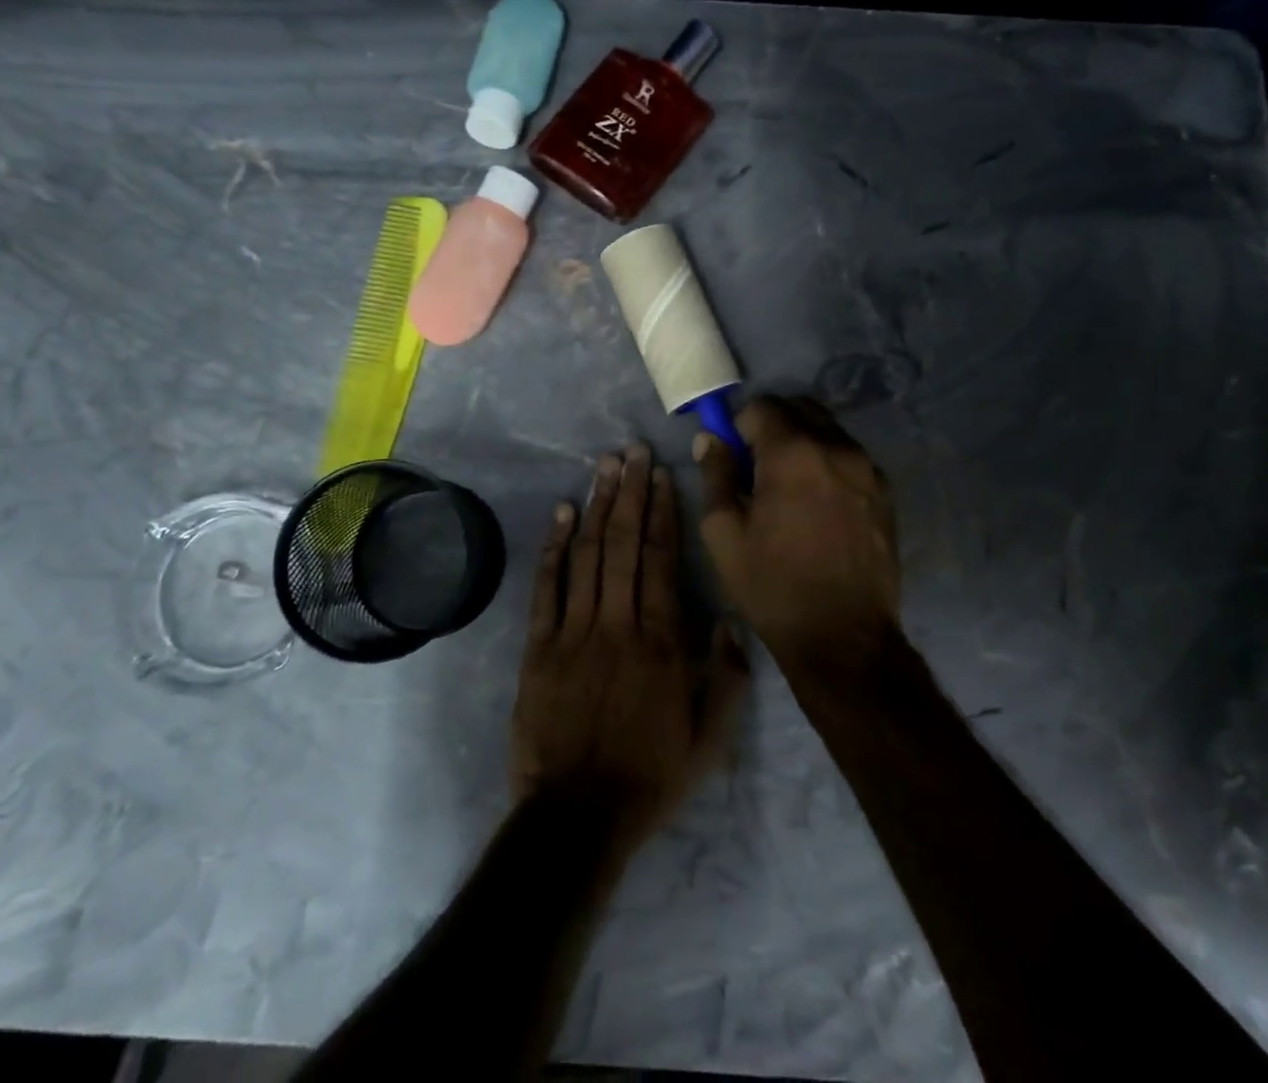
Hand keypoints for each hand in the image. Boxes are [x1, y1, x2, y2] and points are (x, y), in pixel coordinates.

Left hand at [512, 444, 749, 852]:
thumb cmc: (650, 776)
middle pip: (623, 543)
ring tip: (604, 466)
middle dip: (629, 492)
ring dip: (596, 506)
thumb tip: (728, 619)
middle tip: (632, 451)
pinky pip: (547, 587)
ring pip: (587, 554)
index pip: (661, 559)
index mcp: (661, 641)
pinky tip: (561, 513)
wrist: (578, 816)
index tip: (662, 475)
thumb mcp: (711, 740)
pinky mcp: (538, 646)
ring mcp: (573, 631)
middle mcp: (617, 623)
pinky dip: (553, 547)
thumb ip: (728, 678)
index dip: (661, 512)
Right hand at [695, 398, 900, 673]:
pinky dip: (828, 463)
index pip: (762, 406)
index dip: (740, 425)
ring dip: (803, 442)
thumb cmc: (772, 585)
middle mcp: (836, 448)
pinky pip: (850, 457)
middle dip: (774, 425)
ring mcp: (867, 469)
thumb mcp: (724, 532)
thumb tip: (710, 439)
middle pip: (800, 407)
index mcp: (793, 453)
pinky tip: (819, 505)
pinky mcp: (885, 492)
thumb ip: (715, 474)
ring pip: (828, 430)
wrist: (843, 637)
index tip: (734, 456)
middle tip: (758, 466)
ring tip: (790, 490)